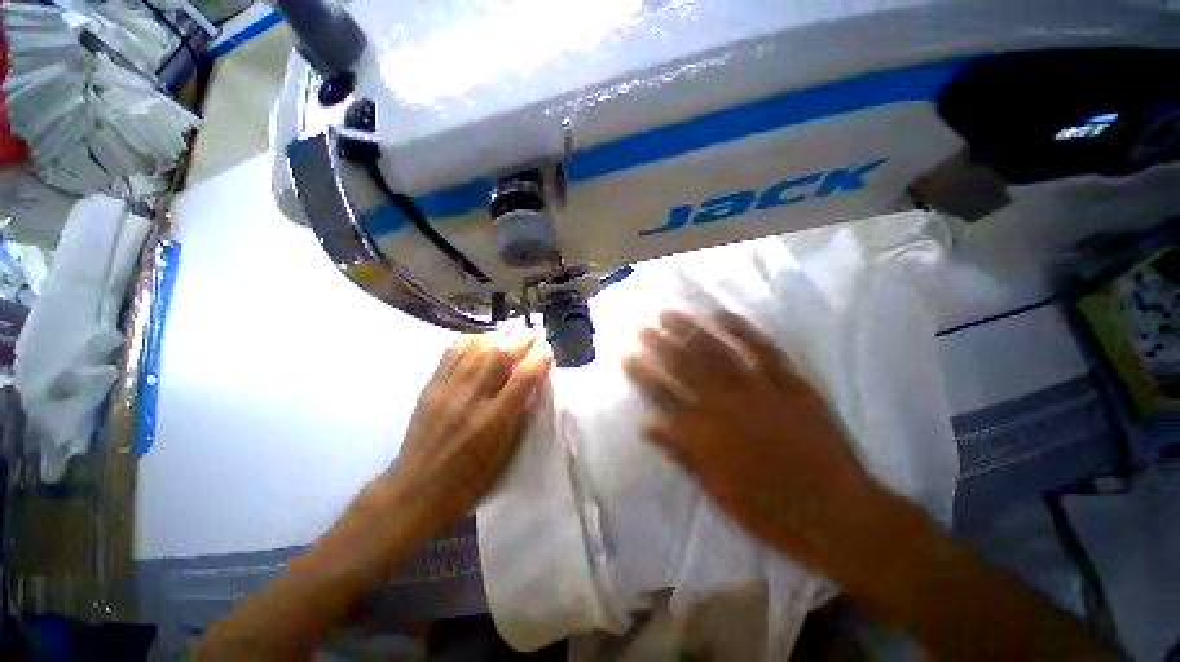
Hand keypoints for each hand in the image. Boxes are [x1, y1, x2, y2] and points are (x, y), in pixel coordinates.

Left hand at [381, 333, 553, 533]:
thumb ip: (520, 412)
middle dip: (522, 339)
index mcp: (495, 421)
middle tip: (534, 335)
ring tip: (509, 338)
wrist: (418, 490)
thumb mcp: (506, 450)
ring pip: (476, 347)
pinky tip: (481, 343)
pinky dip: (471, 341)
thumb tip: (534, 382)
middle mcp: (471, 399)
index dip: (541, 357)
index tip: (548, 352)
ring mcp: (447, 390)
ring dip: (498, 337)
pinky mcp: (430, 387)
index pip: (524, 376)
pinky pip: (451, 352)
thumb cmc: (471, 479)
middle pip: (500, 354)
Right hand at [621, 309, 891, 576]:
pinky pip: (763, 350)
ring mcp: (759, 389)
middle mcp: (726, 404)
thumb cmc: (770, 510)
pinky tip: (722, 315)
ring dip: (690, 330)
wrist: (837, 515)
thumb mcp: (717, 489)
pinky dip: (742, 330)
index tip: (626, 354)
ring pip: (717, 351)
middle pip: (685, 366)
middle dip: (660, 344)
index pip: (662, 394)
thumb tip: (647, 425)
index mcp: (705, 432)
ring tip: (670, 313)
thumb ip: (681, 451)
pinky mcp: (791, 383)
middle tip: (643, 326)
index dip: (641, 373)